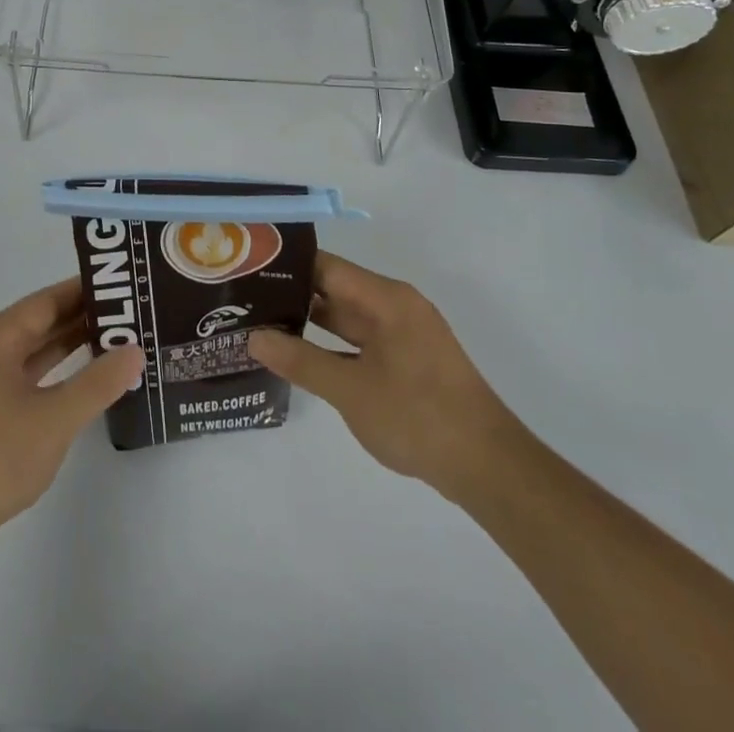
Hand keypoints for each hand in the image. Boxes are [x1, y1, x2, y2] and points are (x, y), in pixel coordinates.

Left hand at [0, 279, 144, 549]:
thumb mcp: (54, 419)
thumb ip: (98, 383)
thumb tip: (135, 350)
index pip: (48, 300)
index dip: (87, 290)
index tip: (126, 284)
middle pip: (42, 320)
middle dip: (85, 316)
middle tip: (133, 312)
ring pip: (36, 348)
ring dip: (73, 344)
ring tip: (119, 338)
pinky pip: (29, 373)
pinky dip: (58, 370)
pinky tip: (86, 377)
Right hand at [249, 252, 523, 503]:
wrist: (489, 468)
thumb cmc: (418, 417)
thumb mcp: (350, 390)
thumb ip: (300, 360)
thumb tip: (254, 337)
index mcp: (386, 299)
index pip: (326, 267)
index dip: (286, 265)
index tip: (247, 269)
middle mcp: (395, 306)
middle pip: (335, 289)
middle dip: (292, 294)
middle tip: (244, 299)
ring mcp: (404, 334)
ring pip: (347, 317)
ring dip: (310, 322)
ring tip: (261, 323)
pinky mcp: (409, 361)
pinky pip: (361, 340)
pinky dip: (332, 345)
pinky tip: (300, 356)